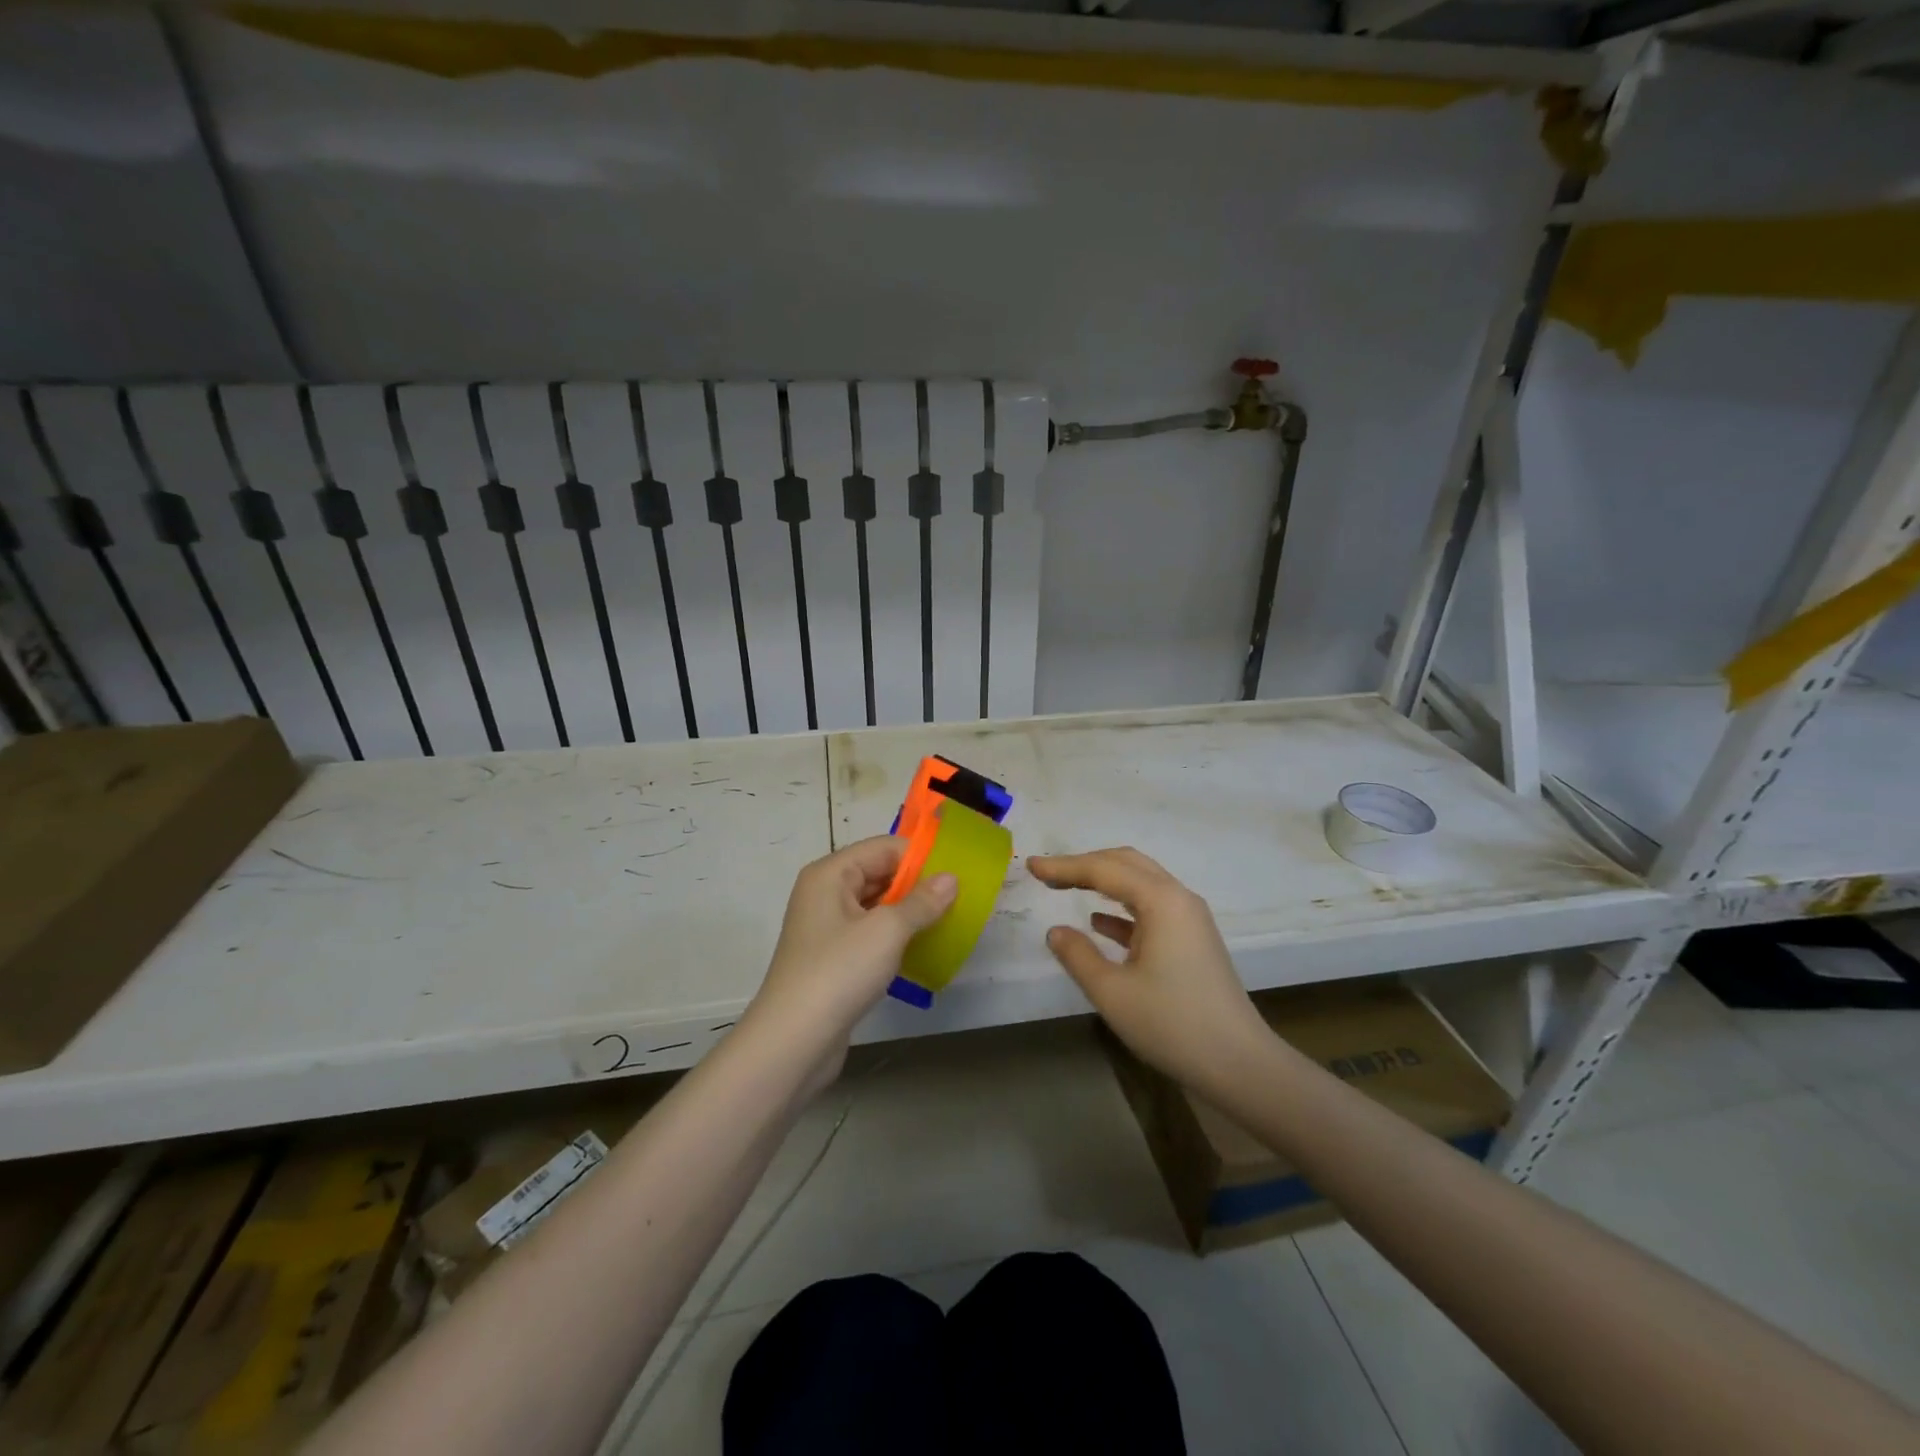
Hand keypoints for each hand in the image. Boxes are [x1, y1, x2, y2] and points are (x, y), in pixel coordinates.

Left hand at [743, 836, 956, 1082]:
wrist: (793, 1041)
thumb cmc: (839, 972)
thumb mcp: (887, 931)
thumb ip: (922, 901)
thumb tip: (950, 879)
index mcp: (830, 874)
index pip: (883, 848)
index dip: (920, 857)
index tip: (958, 872)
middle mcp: (825, 894)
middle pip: (879, 874)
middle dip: (917, 884)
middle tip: (960, 898)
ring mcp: (827, 928)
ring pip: (877, 906)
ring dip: (909, 912)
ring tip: (948, 921)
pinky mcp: (833, 959)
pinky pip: (871, 934)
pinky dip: (896, 937)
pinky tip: (922, 948)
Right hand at [1030, 848, 1271, 1096]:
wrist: (1239, 1064)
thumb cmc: (1172, 1024)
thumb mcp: (1112, 992)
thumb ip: (1078, 956)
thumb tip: (1056, 931)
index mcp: (1161, 901)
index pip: (1103, 870)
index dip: (1064, 866)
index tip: (1031, 866)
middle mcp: (1178, 898)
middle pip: (1126, 863)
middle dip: (1085, 864)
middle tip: (1047, 873)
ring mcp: (1189, 919)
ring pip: (1140, 884)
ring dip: (1103, 881)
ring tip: (1066, 887)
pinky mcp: (1192, 940)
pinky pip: (1150, 909)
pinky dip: (1121, 909)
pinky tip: (1098, 923)